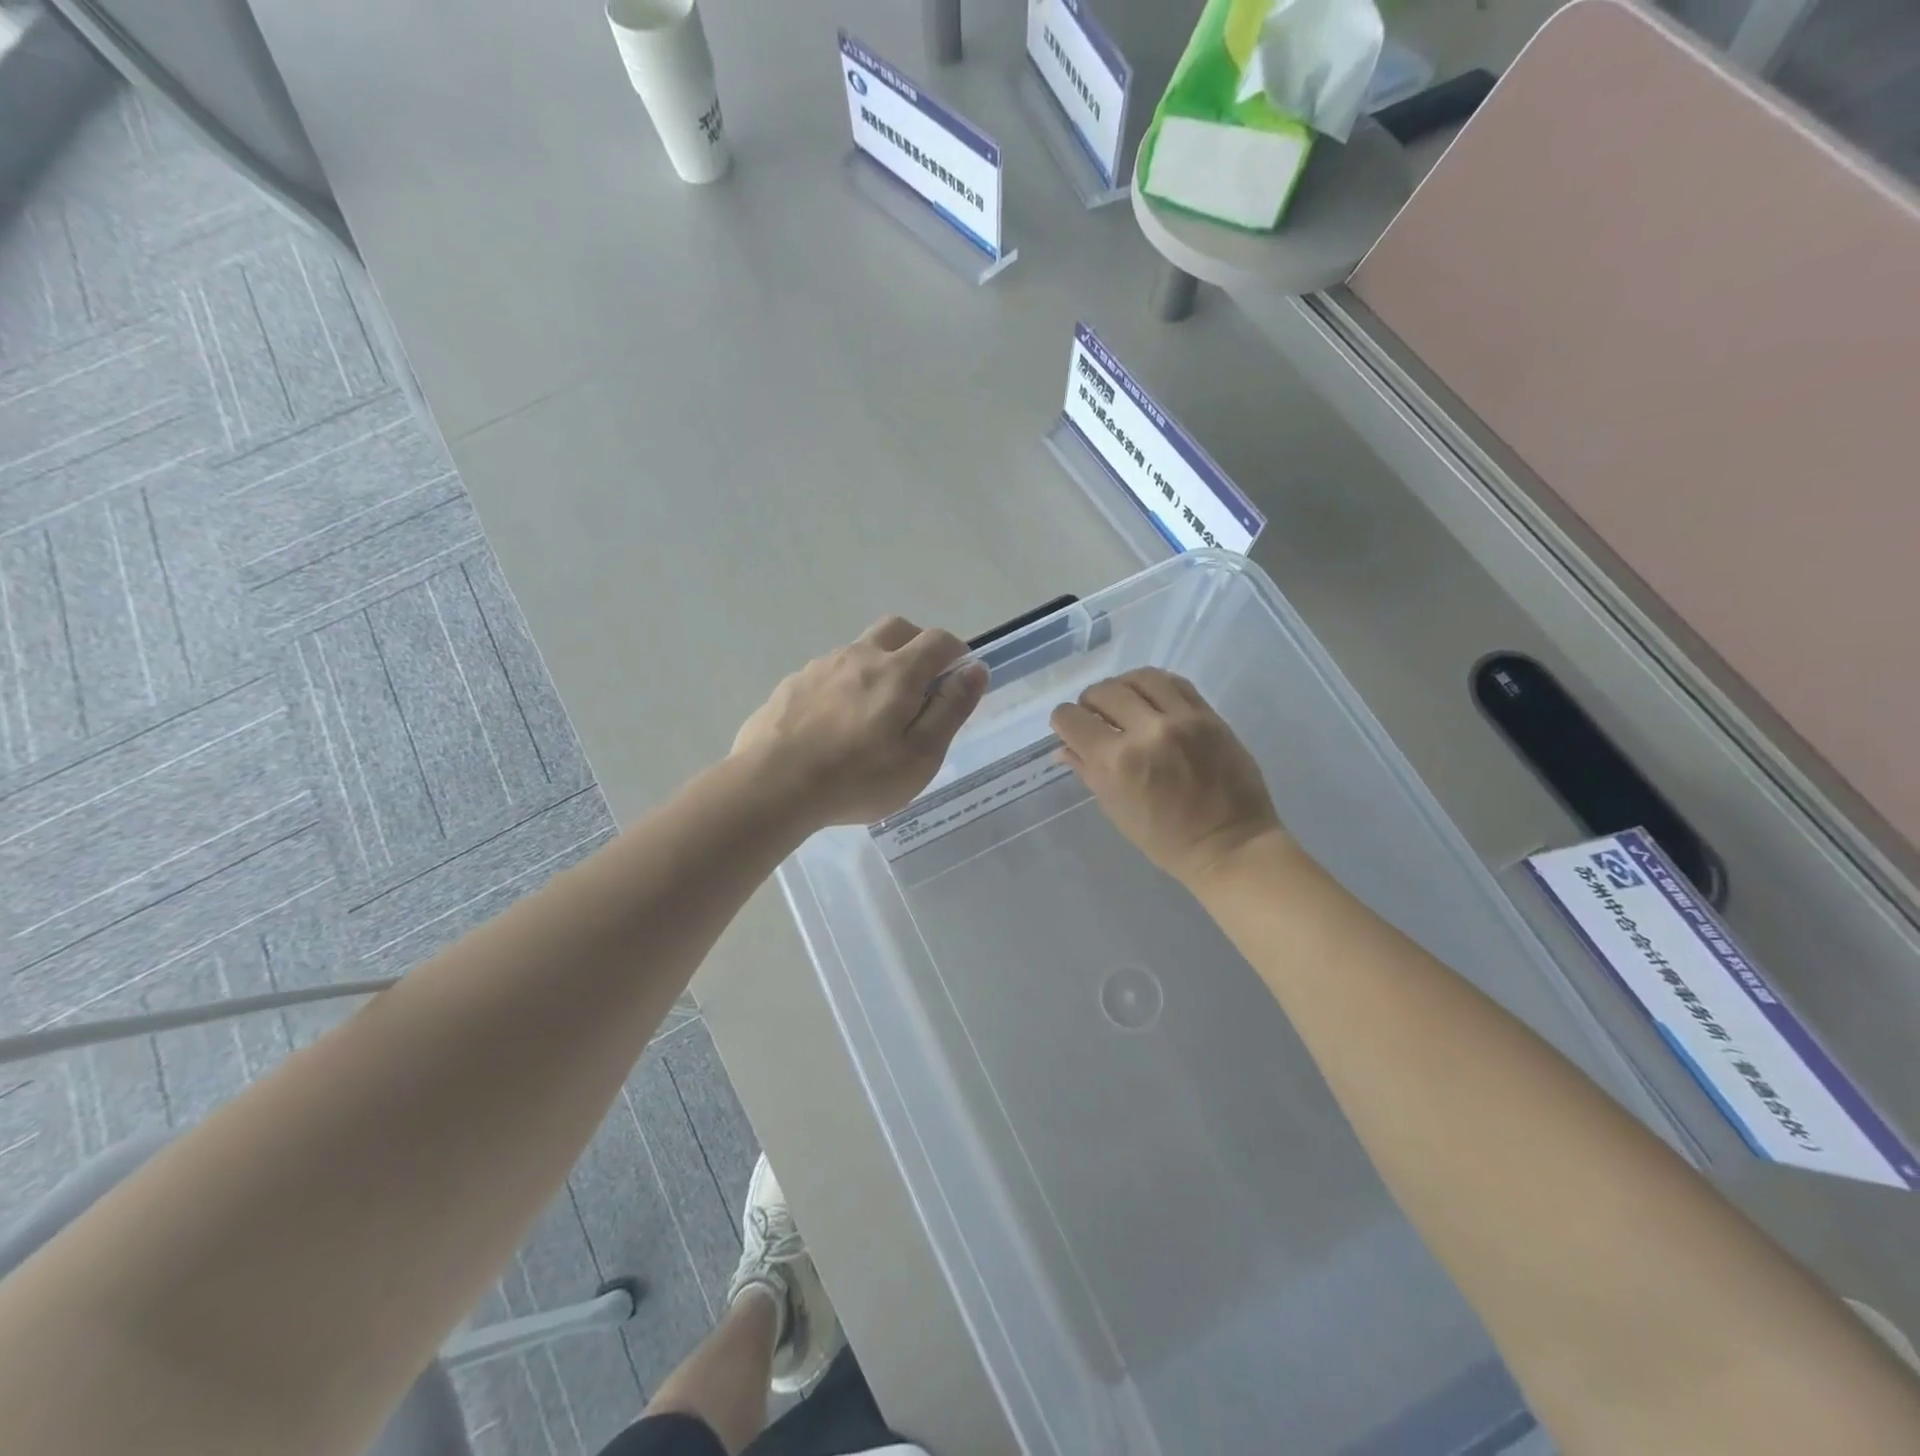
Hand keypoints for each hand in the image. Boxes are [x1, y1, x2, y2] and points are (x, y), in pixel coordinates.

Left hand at [733, 616, 988, 827]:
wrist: (771, 786)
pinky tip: (834, 724)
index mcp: (897, 672)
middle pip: (897, 629)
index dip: (956, 652)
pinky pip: (829, 672)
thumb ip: (950, 708)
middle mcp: (859, 656)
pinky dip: (844, 685)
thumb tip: (976, 668)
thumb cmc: (857, 778)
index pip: (938, 640)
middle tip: (921, 685)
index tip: (958, 678)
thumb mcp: (920, 755)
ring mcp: (820, 666)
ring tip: (873, 714)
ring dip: (878, 666)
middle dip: (917, 646)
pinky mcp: (792, 684)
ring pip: (860, 650)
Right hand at [1050, 669, 1287, 885]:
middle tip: (1096, 718)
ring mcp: (1181, 719)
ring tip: (1123, 702)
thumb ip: (1087, 770)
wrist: (1230, 845)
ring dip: (1122, 687)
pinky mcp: (1208, 715)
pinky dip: (1154, 685)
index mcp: (1116, 762)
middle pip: (1102, 692)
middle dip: (1089, 703)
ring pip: (1139, 678)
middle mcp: (1146, 731)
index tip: (1070, 729)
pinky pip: (1174, 682)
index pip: (1072, 718)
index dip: (1063, 721)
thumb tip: (1064, 747)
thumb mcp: (1115, 808)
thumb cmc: (1164, 839)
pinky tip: (1150, 699)